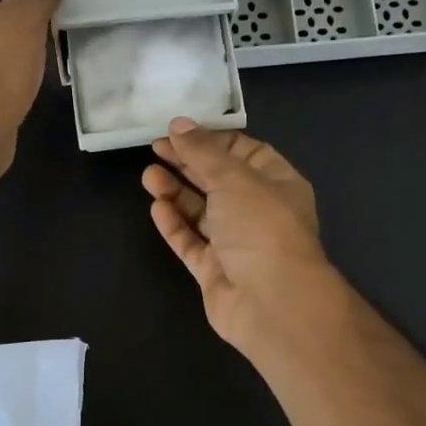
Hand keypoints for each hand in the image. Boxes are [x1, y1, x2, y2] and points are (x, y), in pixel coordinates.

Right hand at [142, 119, 340, 356]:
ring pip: (201, 212)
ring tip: (149, 176)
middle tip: (154, 148)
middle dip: (188, 163)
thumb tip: (178, 124)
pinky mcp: (215, 270)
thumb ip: (202, 151)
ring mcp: (236, 244)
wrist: (272, 302)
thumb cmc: (261, 227)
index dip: (211, 140)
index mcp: (277, 183)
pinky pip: (192, 242)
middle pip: (218, 180)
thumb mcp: (233, 177)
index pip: (243, 151)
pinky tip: (157, 208)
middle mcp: (258, 211)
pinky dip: (175, 224)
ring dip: (176, 192)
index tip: (178, 130)